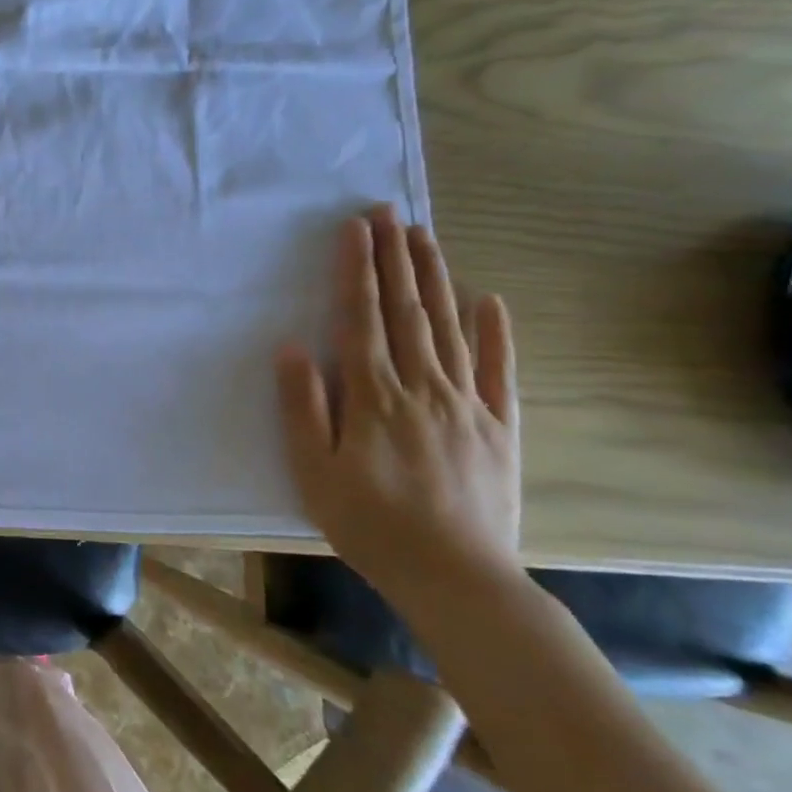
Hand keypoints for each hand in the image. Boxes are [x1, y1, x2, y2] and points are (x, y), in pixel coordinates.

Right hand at [275, 207, 522, 623]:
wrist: (456, 578)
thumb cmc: (370, 524)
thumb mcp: (314, 471)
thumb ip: (303, 406)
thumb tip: (291, 347)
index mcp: (373, 396)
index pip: (361, 318)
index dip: (356, 270)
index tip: (355, 229)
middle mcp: (421, 387)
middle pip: (406, 310)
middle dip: (394, 257)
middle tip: (389, 212)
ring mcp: (466, 404)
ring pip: (448, 328)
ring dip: (435, 278)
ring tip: (424, 237)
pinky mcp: (499, 427)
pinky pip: (498, 371)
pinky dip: (494, 333)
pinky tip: (489, 300)